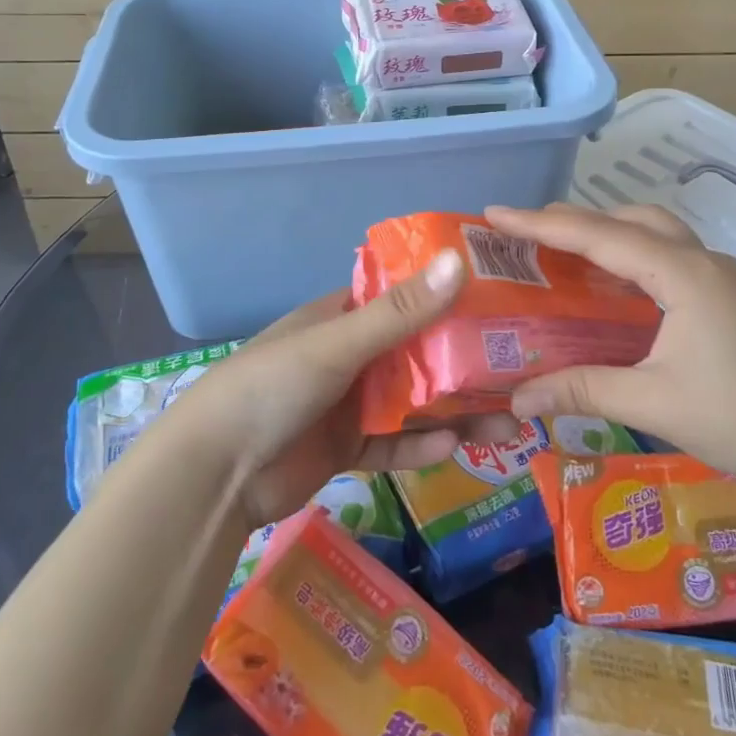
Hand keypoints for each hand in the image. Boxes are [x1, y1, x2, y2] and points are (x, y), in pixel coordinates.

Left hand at [176, 250, 519, 529]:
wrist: (214, 474)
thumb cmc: (272, 386)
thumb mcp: (338, 344)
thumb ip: (400, 312)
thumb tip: (459, 261)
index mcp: (342, 316)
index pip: (404, 297)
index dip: (448, 296)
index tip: (499, 299)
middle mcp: (349, 354)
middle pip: (418, 353)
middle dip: (466, 363)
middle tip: (521, 370)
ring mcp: (348, 402)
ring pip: (414, 402)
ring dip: (456, 411)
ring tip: (511, 422)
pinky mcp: (346, 448)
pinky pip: (393, 443)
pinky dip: (420, 446)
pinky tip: (454, 447)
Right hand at [486, 203, 735, 491]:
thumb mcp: (655, 403)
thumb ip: (583, 390)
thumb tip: (518, 398)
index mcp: (684, 274)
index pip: (600, 236)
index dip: (541, 224)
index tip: (495, 214)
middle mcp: (704, 261)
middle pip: (630, 220)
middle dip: (576, 221)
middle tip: (528, 235)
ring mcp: (724, 277)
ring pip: (655, 234)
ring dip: (609, 235)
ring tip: (565, 255)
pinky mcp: (733, 297)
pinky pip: (671, 258)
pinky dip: (633, 259)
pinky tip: (615, 290)